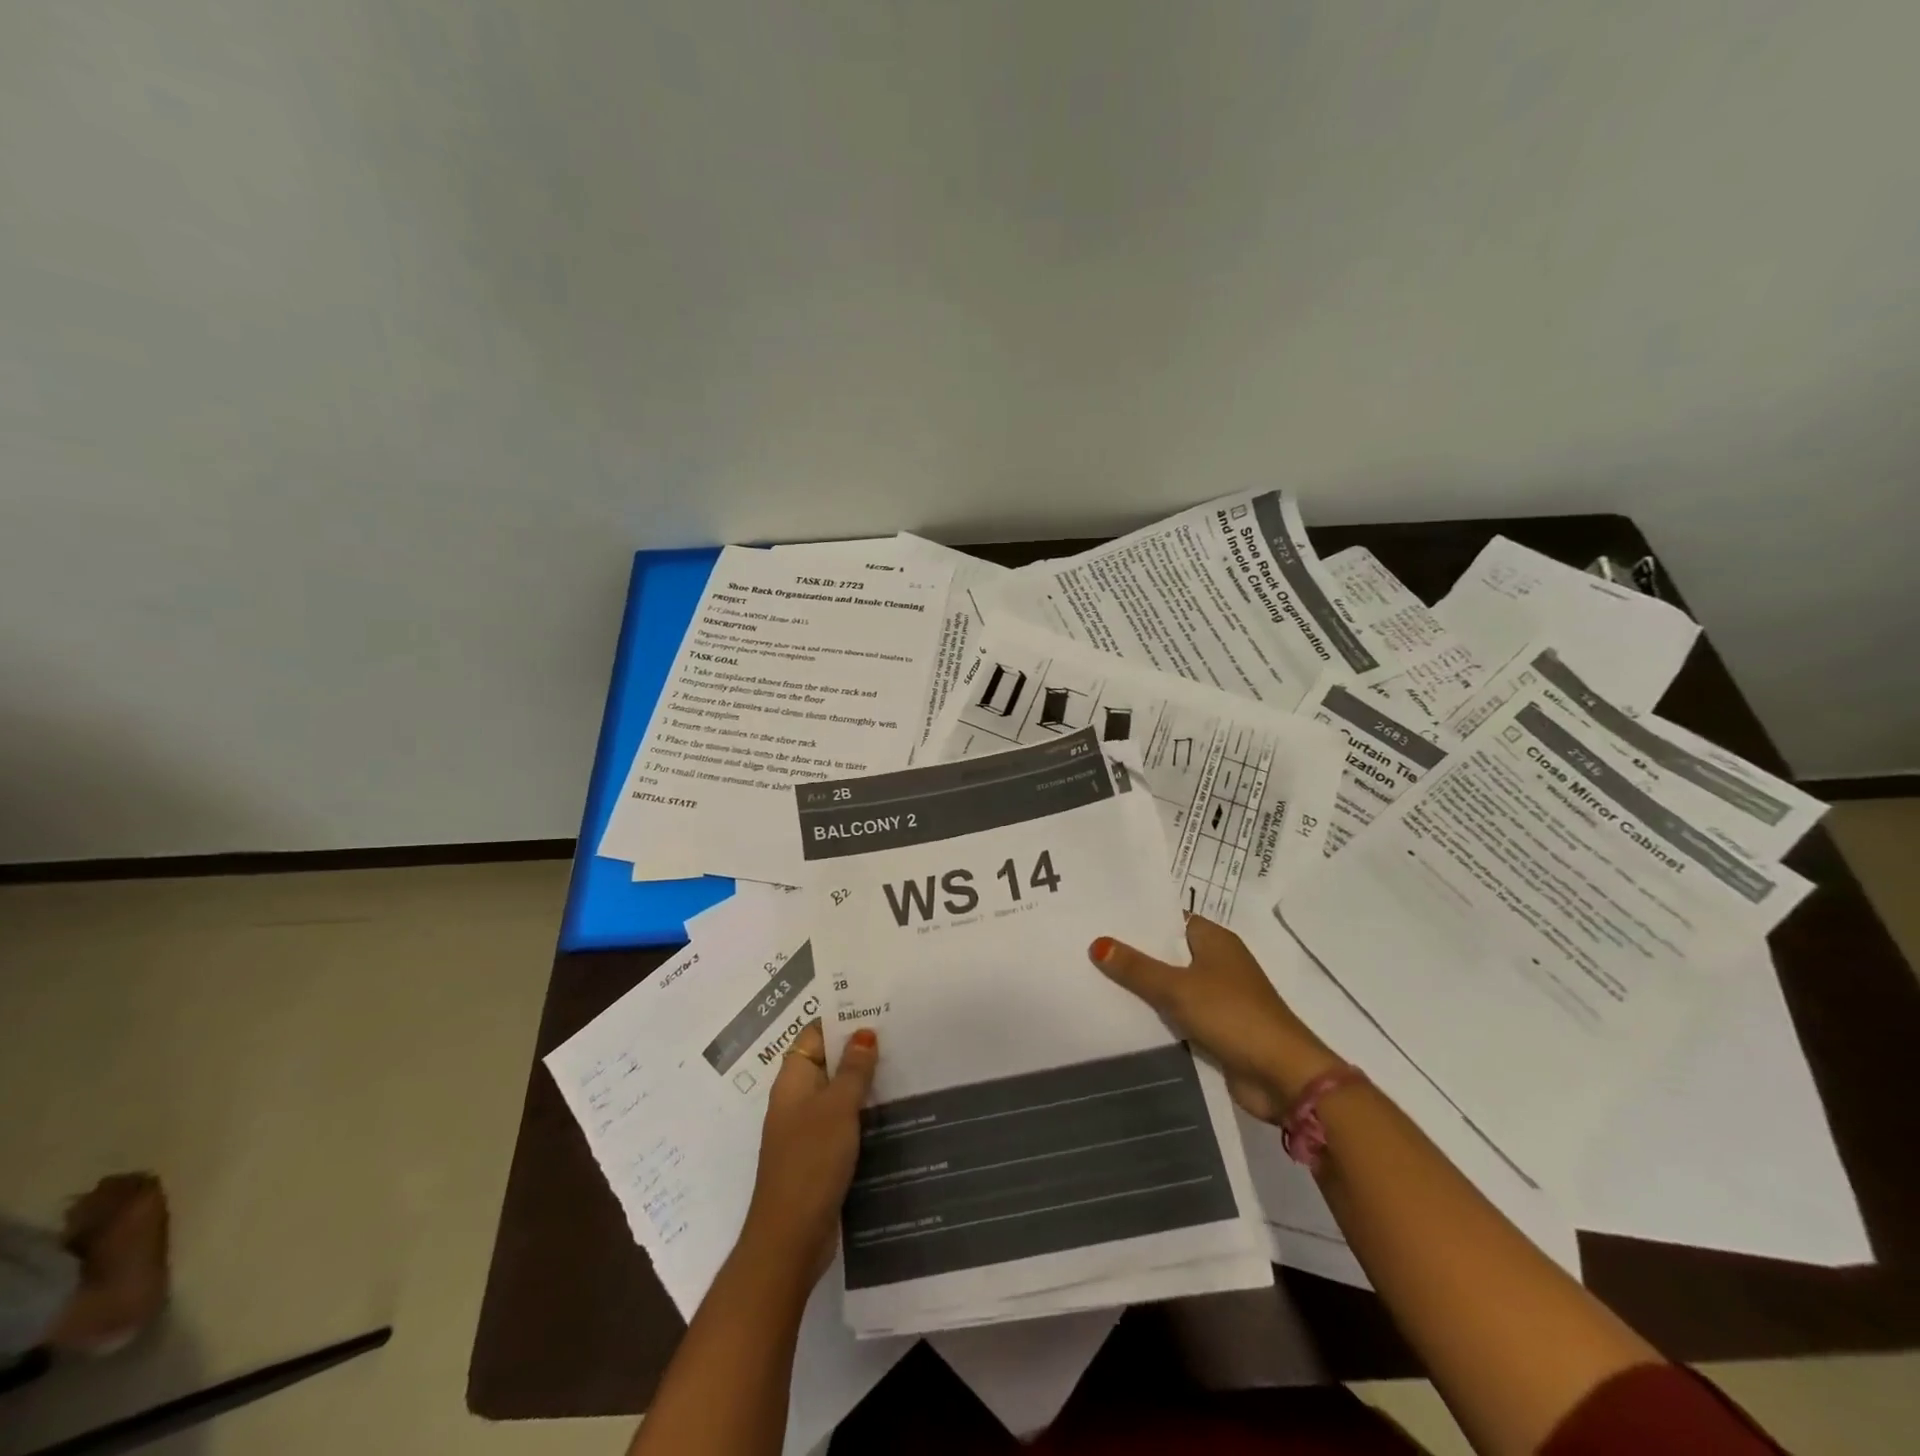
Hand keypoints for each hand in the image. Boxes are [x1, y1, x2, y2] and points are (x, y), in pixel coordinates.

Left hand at [740, 1021, 877, 1284]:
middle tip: (900, 1034)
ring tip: (904, 1065)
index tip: (876, 1007)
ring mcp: (807, 1130)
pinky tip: (894, 1111)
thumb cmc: (810, 1162)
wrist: (790, 1239)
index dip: (842, 1019)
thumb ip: (853, 1069)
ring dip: (864, 1083)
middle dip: (859, 1049)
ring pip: (838, 1094)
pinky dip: (864, 1113)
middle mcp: (797, 1100)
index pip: (815, 1034)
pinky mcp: (820, 1156)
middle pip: (828, 1062)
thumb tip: (864, 1031)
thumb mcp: (837, 1108)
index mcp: (793, 1080)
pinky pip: (844, 1122)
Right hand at [1091, 916, 1340, 1122]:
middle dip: (1134, 953)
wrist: (1283, 1076)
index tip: (1100, 918)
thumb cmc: (1232, 1015)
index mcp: (1215, 940)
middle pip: (1168, 952)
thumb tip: (1097, 943)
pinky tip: (1123, 1014)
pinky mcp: (1216, 1028)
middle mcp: (1218, 962)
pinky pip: (1178, 1013)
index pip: (1170, 919)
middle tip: (1087, 947)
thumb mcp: (1177, 988)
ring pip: (1171, 984)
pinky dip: (1157, 1014)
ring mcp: (1219, 997)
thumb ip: (1136, 968)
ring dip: (1144, 987)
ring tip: (1094, 978)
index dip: (1138, 919)